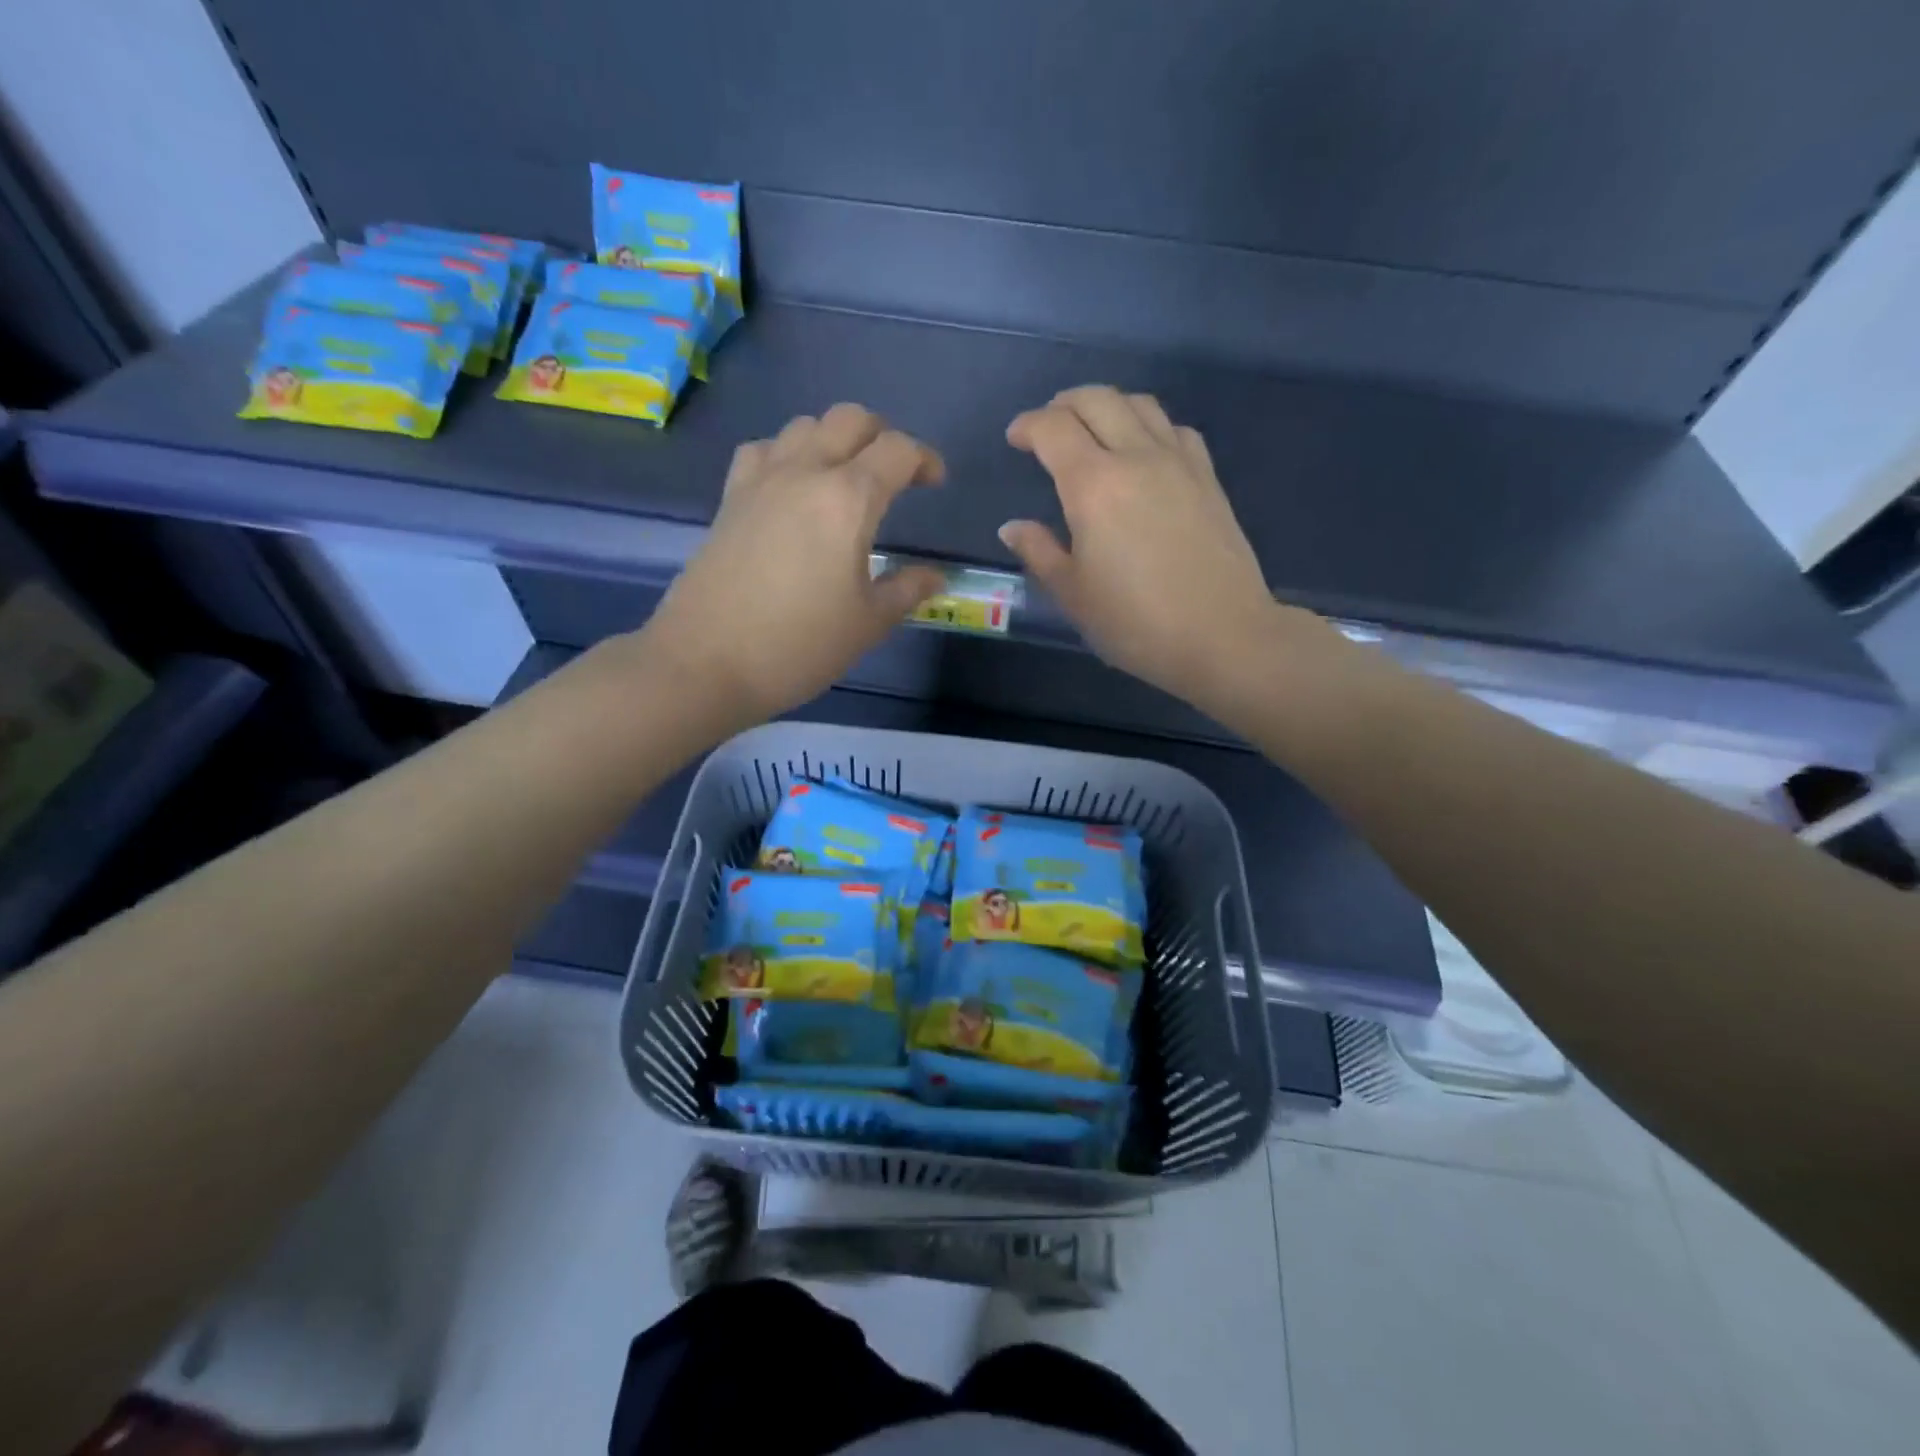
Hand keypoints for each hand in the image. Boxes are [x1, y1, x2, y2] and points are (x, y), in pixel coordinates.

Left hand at [642, 404, 946, 724]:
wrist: (707, 662)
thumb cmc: (799, 645)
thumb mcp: (867, 624)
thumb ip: (906, 590)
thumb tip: (935, 576)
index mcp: (848, 499)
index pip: (896, 451)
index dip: (924, 459)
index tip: (935, 483)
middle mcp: (805, 472)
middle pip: (850, 419)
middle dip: (881, 435)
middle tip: (894, 474)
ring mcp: (761, 480)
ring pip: (804, 426)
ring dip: (834, 439)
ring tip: (844, 479)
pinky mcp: (730, 498)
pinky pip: (763, 449)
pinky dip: (786, 454)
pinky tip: (791, 488)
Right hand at [1001, 386, 1301, 713]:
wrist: (1223, 635)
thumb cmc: (1136, 622)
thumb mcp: (1074, 594)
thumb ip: (1040, 552)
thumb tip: (1013, 527)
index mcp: (1093, 485)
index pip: (1053, 429)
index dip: (1027, 425)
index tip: (1015, 439)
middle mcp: (1136, 457)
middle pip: (1097, 400)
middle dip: (1064, 404)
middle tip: (1048, 427)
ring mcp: (1179, 462)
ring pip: (1140, 404)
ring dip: (1108, 405)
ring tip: (1093, 429)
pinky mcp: (1208, 478)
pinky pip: (1174, 429)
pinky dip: (1149, 425)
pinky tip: (1144, 450)